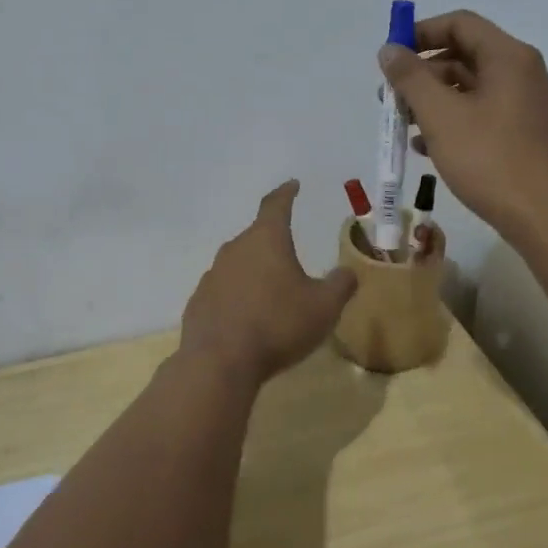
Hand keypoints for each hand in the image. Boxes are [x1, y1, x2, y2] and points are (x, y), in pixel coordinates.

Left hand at [180, 181, 357, 382]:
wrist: (219, 362)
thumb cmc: (278, 325)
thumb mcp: (324, 307)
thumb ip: (340, 285)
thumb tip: (348, 272)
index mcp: (266, 240)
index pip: (276, 205)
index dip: (286, 193)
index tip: (293, 185)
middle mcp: (235, 249)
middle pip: (256, 236)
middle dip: (273, 242)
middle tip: (290, 253)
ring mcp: (212, 275)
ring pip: (239, 264)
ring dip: (255, 271)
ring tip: (271, 291)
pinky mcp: (199, 302)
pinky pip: (224, 291)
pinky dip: (237, 296)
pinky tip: (247, 318)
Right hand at [378, 10, 547, 242]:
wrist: (546, 218)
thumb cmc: (491, 159)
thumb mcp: (441, 115)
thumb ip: (411, 78)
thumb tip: (389, 49)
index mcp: (507, 57)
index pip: (459, 23)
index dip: (420, 33)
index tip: (390, 58)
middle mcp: (520, 73)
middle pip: (462, 55)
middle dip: (421, 73)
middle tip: (390, 98)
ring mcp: (523, 105)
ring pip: (468, 88)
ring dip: (431, 101)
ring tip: (402, 127)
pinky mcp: (521, 134)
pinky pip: (479, 114)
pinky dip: (451, 122)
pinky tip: (425, 148)